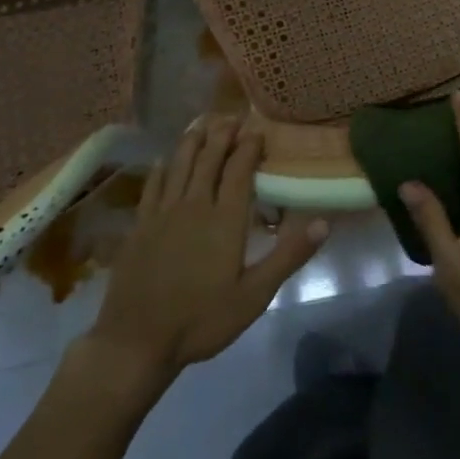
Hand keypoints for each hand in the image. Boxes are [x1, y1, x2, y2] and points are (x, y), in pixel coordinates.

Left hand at [86, 117, 327, 387]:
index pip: (239, 170)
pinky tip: (164, 160)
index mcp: (225, 219)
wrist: (136, 342)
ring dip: (192, 141)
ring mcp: (163, 214)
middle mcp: (194, 205)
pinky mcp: (140, 227)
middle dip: (222, 135)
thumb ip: (288, 256)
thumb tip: (323, 222)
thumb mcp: (254, 295)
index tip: (258, 129)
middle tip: (232, 116)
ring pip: (179, 165)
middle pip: (208, 159)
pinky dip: (161, 168)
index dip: (249, 146)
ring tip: (201, 123)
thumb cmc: (201, 320)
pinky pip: (152, 187)